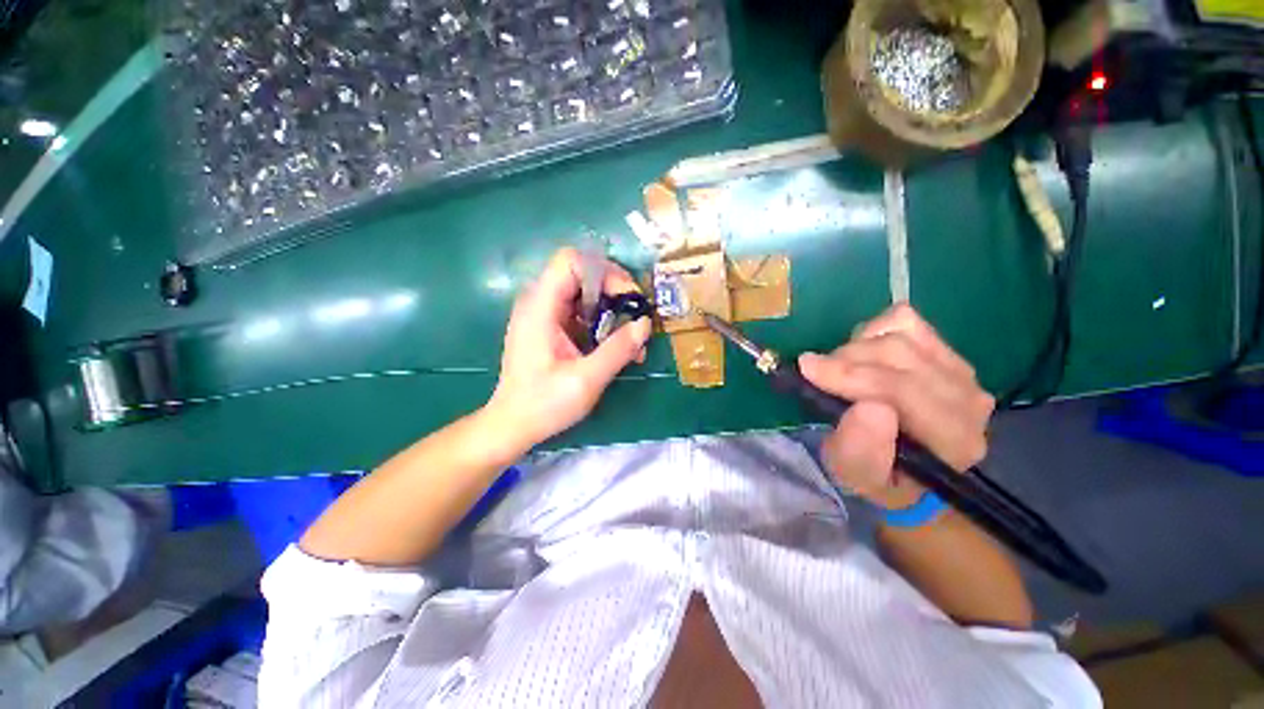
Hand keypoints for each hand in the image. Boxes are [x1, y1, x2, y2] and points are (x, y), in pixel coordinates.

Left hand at [485, 248, 651, 449]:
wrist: (513, 425)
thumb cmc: (543, 405)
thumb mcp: (586, 380)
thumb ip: (617, 350)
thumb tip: (644, 324)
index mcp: (540, 308)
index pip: (572, 261)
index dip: (604, 272)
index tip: (627, 299)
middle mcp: (539, 302)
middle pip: (582, 274)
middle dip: (615, 292)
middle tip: (636, 319)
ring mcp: (544, 315)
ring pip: (585, 293)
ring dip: (612, 310)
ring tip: (631, 340)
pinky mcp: (551, 328)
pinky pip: (581, 312)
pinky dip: (602, 323)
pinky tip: (615, 348)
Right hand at [798, 304, 993, 509]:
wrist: (908, 466)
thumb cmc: (878, 475)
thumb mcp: (856, 475)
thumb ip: (861, 451)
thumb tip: (869, 406)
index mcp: (953, 440)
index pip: (904, 391)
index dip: (852, 376)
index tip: (807, 369)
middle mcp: (968, 400)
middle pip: (900, 354)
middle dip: (846, 359)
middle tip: (817, 373)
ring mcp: (961, 369)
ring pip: (900, 334)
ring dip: (856, 347)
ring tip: (840, 369)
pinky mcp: (946, 349)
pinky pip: (904, 320)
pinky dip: (873, 331)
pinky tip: (864, 354)